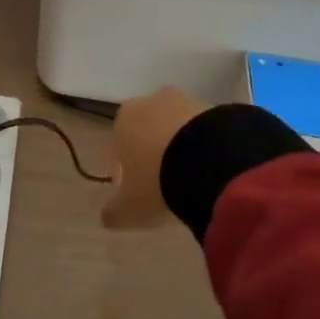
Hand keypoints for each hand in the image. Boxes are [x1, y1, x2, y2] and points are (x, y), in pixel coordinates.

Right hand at [101, 86, 209, 229]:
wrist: (207, 160)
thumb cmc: (157, 180)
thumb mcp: (130, 207)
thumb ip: (115, 211)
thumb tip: (106, 217)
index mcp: (125, 118)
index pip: (120, 142)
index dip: (127, 169)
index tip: (137, 192)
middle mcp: (152, 102)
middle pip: (149, 131)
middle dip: (155, 154)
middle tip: (166, 185)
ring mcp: (185, 101)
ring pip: (177, 128)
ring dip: (181, 149)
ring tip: (192, 181)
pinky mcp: (213, 107)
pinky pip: (203, 130)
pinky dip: (204, 146)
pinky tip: (210, 170)